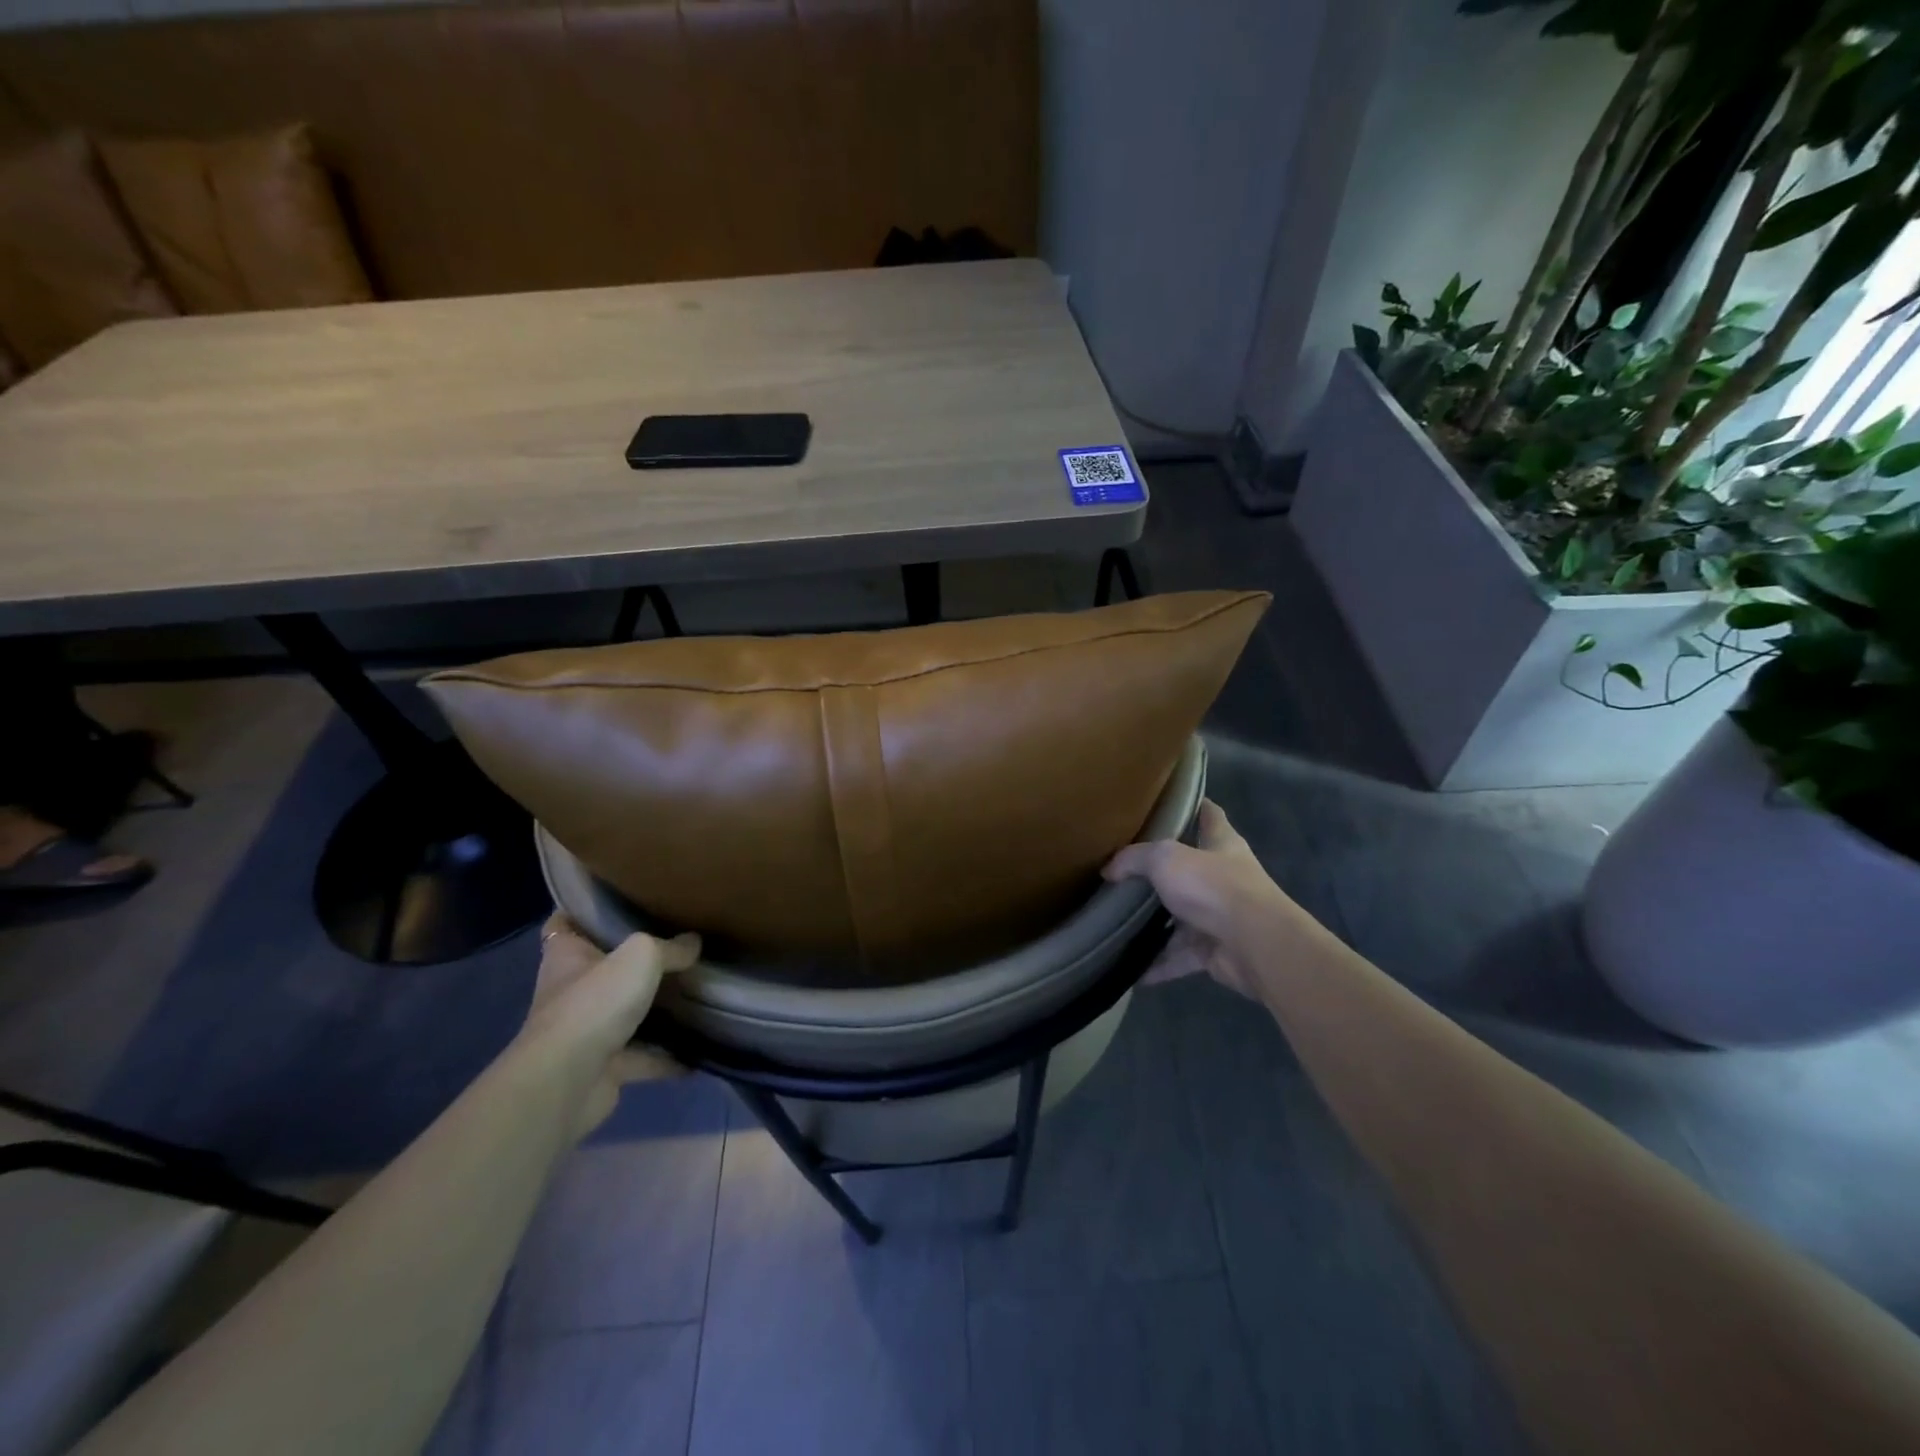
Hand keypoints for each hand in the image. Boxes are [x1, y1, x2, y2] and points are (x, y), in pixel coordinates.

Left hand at [521, 914, 701, 1136]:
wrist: (567, 1083)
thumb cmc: (594, 1003)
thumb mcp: (641, 957)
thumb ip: (670, 948)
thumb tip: (694, 943)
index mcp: (567, 955)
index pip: (564, 924)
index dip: (582, 910)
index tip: (615, 900)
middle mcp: (572, 991)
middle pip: (602, 968)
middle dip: (632, 961)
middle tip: (675, 942)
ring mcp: (586, 1031)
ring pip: (624, 1013)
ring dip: (653, 1009)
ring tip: (695, 994)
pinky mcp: (603, 1067)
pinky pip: (642, 1057)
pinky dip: (667, 1057)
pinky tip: (699, 1051)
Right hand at [1103, 799, 1294, 1001]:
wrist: (1254, 944)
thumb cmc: (1213, 886)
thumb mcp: (1165, 859)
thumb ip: (1134, 859)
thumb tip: (1109, 870)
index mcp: (1222, 845)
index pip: (1210, 816)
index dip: (1195, 806)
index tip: (1173, 802)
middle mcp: (1225, 877)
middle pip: (1190, 870)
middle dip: (1162, 873)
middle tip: (1125, 871)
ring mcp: (1222, 916)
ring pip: (1183, 918)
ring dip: (1157, 924)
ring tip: (1120, 924)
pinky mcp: (1216, 952)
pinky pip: (1180, 957)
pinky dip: (1159, 964)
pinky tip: (1132, 971)